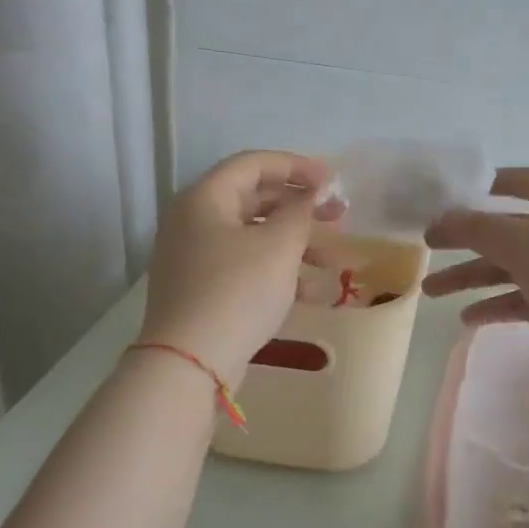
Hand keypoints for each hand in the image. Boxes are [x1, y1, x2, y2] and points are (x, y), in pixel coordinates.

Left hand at [141, 151, 343, 385]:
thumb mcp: (279, 246)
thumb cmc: (237, 291)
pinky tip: (313, 292)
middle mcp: (194, 222)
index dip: (296, 166)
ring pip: (255, 238)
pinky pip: (246, 268)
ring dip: (297, 244)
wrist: (189, 363)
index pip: (254, 164)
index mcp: (205, 198)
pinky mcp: (203, 290)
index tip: (333, 180)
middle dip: (301, 208)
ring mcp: (195, 258)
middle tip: (339, 216)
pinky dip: (279, 272)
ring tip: (335, 260)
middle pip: (255, 200)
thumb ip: (301, 213)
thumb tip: (312, 195)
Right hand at [421, 167, 528, 381]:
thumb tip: (443, 217)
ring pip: (511, 268)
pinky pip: (524, 299)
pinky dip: (496, 306)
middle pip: (508, 229)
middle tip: (427, 246)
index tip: (456, 194)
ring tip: (431, 292)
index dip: (492, 183)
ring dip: (472, 277)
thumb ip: (477, 228)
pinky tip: (468, 319)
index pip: (525, 181)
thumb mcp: (520, 242)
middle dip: (466, 239)